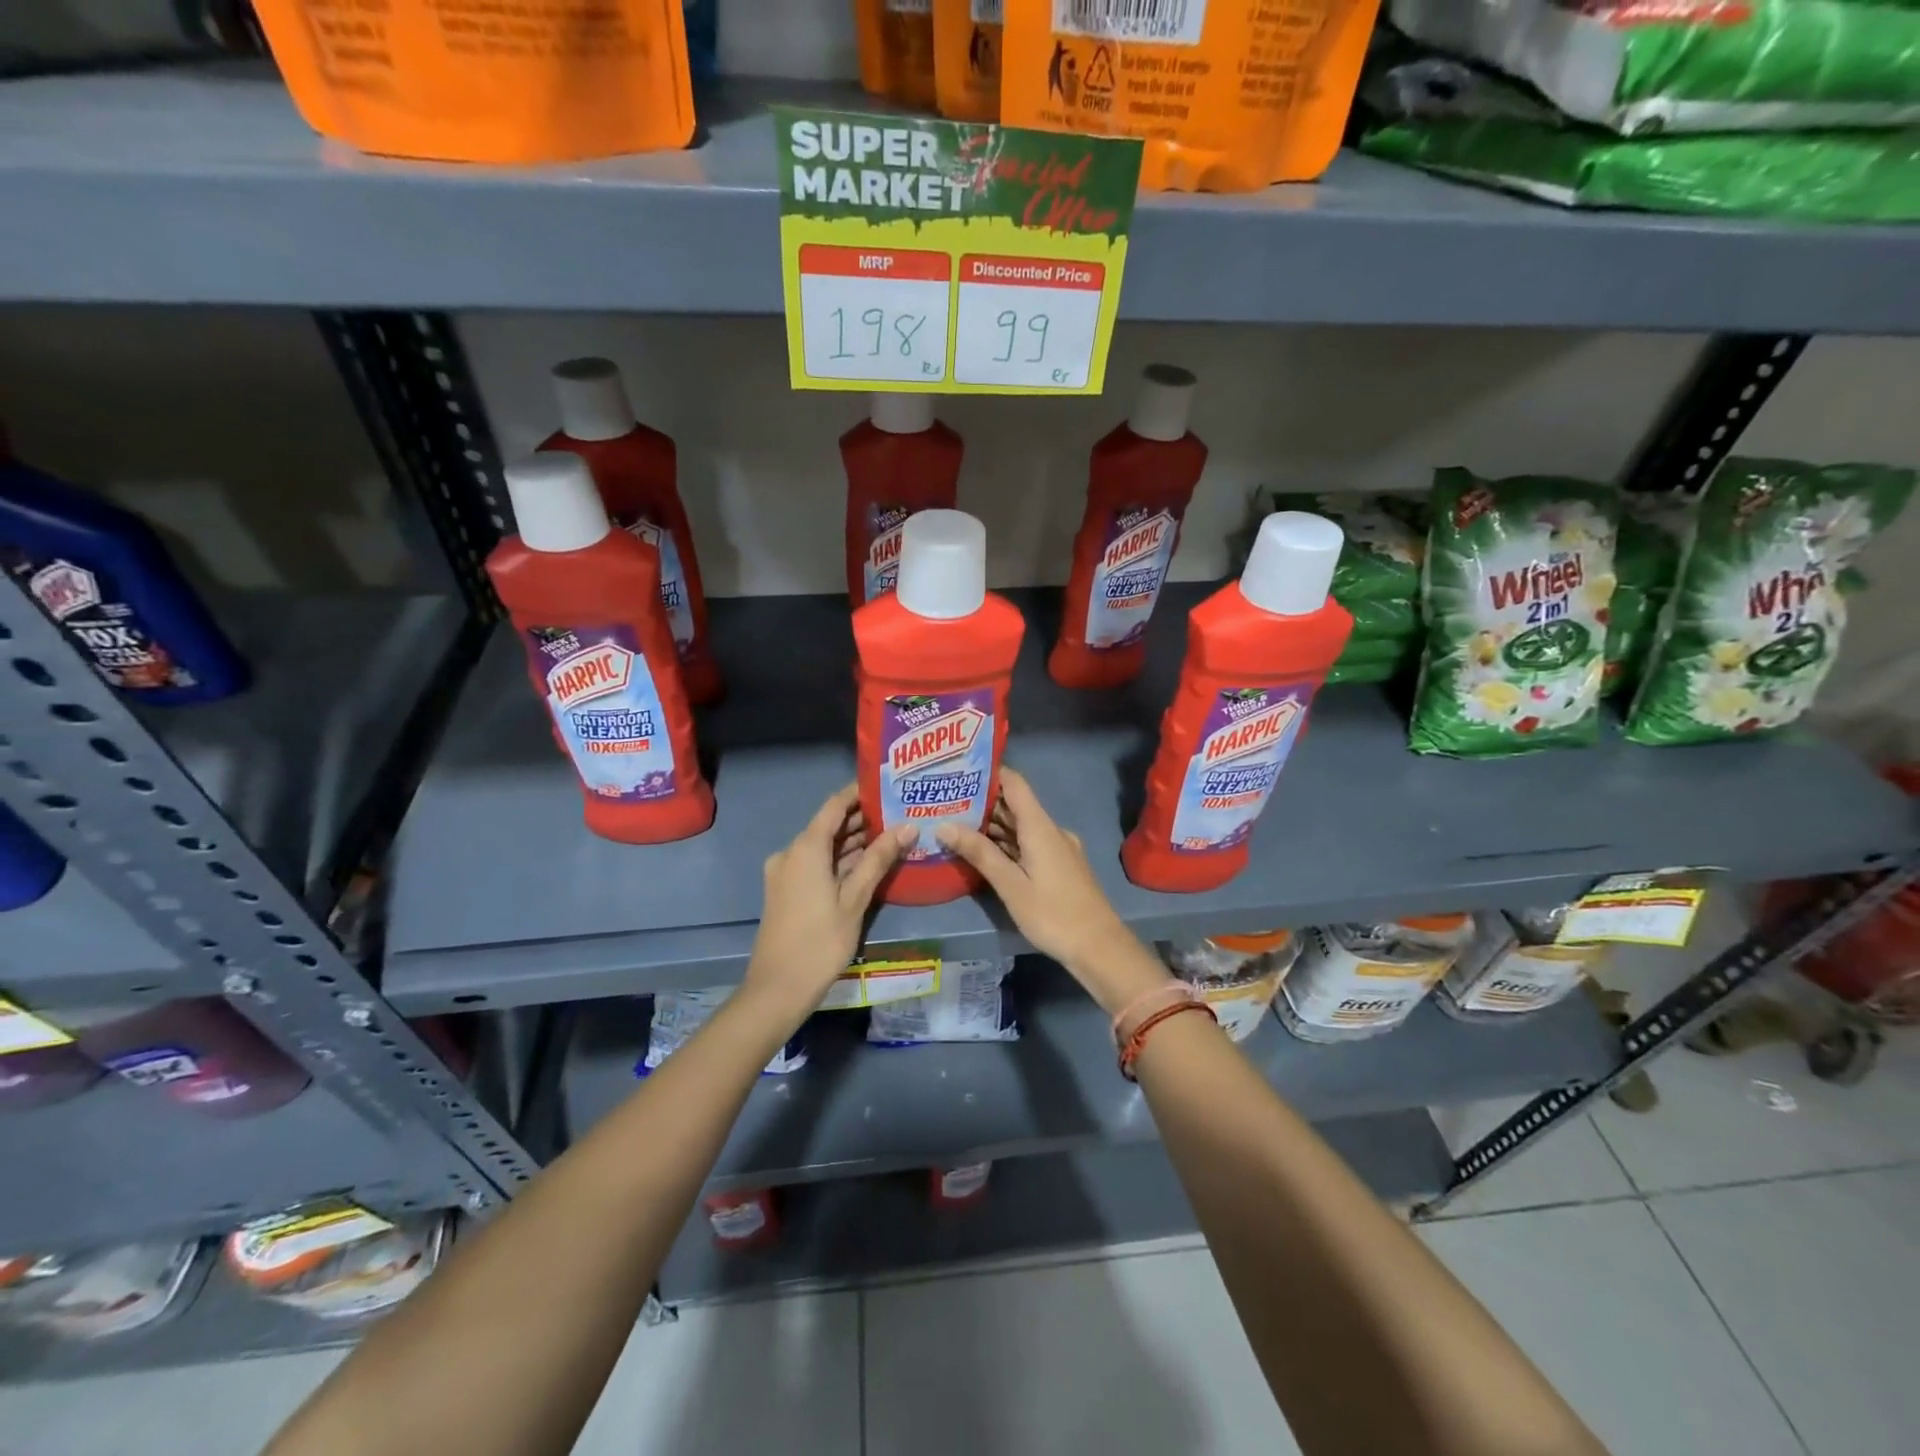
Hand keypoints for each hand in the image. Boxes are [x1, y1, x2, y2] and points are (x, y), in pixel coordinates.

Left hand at [741, 784, 913, 1025]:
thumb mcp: (855, 899)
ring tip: (892, 835)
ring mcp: (786, 872)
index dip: (859, 793)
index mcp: (805, 848)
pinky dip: (840, 860)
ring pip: (824, 847)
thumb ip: (879, 859)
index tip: (888, 786)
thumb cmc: (820, 941)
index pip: (835, 805)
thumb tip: (907, 828)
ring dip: (853, 842)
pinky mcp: (787, 890)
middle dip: (863, 819)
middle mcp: (791, 852)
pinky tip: (868, 863)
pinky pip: (817, 864)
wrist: (778, 988)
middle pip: (829, 825)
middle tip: (900, 813)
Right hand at [937, 768, 1170, 1014]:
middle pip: (1015, 805)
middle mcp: (1050, 830)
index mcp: (1040, 827)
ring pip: (1020, 827)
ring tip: (954, 824)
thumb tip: (944, 825)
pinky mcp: (1059, 866)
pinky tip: (982, 852)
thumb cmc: (1053, 914)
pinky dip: (1006, 843)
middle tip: (945, 801)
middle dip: (982, 802)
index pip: (1014, 783)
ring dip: (992, 825)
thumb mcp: (1011, 885)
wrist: (1099, 947)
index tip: (959, 771)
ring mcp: (1057, 848)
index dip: (989, 773)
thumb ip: (979, 853)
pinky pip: (1028, 843)